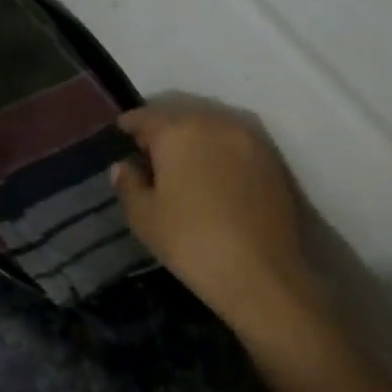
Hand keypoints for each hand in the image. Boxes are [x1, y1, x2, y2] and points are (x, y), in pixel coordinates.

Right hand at [111, 97, 322, 349]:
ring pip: (210, 129)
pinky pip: (234, 145)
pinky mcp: (272, 161)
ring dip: (193, 141)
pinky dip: (218, 153)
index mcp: (178, 131)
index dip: (128, 126)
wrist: (262, 275)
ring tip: (181, 167)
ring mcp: (249, 140)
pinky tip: (212, 178)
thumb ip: (128, 183)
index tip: (119, 137)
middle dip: (162, 132)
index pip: (144, 117)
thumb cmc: (191, 242)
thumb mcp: (143, 217)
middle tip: (148, 156)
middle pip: (179, 118)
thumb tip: (124, 166)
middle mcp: (215, 124)